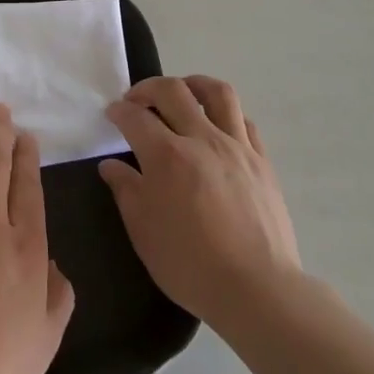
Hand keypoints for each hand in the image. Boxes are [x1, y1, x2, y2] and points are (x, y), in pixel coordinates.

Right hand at [100, 76, 301, 333]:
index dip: (119, 111)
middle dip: (148, 88)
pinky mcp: (262, 160)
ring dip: (193, 84)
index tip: (112, 113)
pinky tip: (217, 125)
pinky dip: (225, 113)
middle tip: (137, 100)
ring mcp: (237, 146)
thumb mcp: (143, 232)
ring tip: (181, 92)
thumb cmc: (191, 265)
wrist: (258, 289)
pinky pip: (244, 120)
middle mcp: (201, 139)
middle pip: (173, 91)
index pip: (136, 117)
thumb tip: (111, 166)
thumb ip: (126, 191)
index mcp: (167, 156)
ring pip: (217, 92)